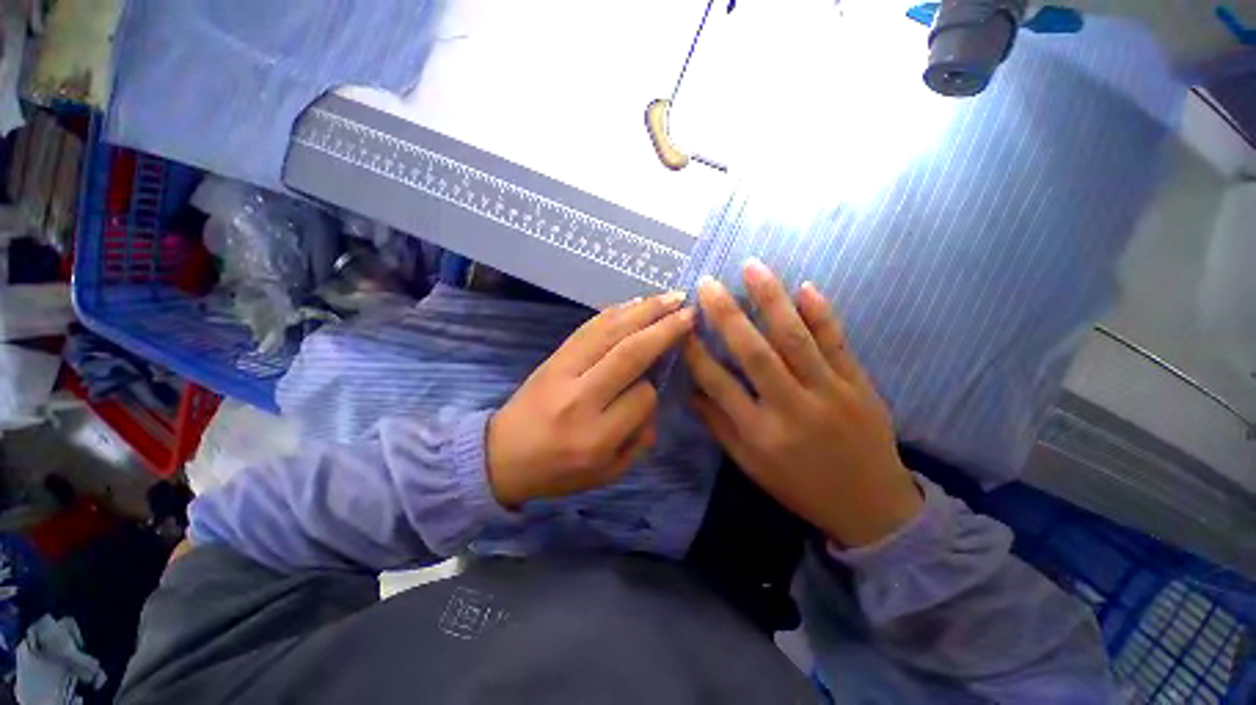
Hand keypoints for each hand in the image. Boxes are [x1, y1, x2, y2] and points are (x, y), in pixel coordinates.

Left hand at [487, 292, 694, 507]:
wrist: (501, 455)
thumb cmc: (558, 471)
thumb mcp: (607, 474)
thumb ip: (639, 441)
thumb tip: (654, 398)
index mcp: (596, 437)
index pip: (642, 398)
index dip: (655, 387)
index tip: (656, 385)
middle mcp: (581, 398)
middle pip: (629, 354)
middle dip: (663, 329)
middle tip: (689, 311)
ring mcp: (563, 371)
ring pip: (610, 332)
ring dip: (644, 311)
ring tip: (671, 297)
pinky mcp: (553, 356)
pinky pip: (588, 327)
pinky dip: (615, 312)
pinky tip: (636, 303)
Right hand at [683, 260, 921, 547]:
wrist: (871, 507)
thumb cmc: (800, 487)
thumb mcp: (751, 466)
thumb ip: (719, 425)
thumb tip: (691, 391)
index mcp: (760, 434)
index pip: (718, 384)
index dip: (696, 352)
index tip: (681, 325)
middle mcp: (791, 409)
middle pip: (755, 354)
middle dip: (727, 315)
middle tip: (707, 283)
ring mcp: (829, 393)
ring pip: (795, 339)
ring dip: (772, 300)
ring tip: (752, 267)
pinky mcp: (859, 385)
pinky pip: (838, 343)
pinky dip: (822, 314)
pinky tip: (806, 287)